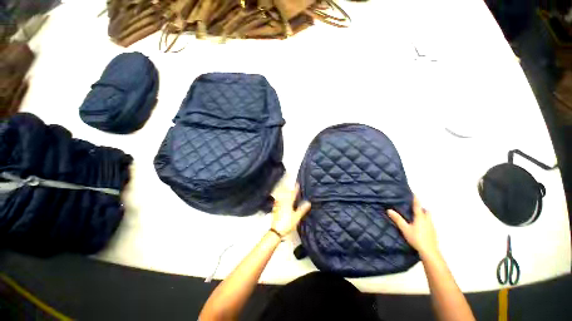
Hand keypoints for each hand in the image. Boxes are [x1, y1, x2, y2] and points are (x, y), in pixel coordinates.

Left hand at [271, 184, 310, 236]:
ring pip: (282, 197)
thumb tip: (308, 202)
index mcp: (288, 203)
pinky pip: (279, 201)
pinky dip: (281, 199)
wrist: (276, 231)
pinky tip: (282, 201)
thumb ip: (302, 209)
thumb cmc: (287, 223)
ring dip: (286, 194)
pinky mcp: (275, 209)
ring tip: (289, 193)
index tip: (298, 183)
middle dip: (290, 190)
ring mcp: (278, 205)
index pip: (293, 194)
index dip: (296, 189)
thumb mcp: (296, 217)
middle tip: (294, 189)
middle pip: (287, 194)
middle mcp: (282, 202)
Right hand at [387, 196, 438, 258]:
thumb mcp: (405, 229)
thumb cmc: (416, 238)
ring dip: (424, 215)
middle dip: (422, 208)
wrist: (429, 252)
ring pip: (429, 217)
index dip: (415, 199)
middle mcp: (427, 220)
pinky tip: (420, 227)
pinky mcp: (433, 233)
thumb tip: (389, 210)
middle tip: (414, 208)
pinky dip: (425, 222)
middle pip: (427, 211)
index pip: (417, 206)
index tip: (413, 193)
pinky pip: (429, 224)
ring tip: (416, 218)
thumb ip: (398, 219)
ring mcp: (432, 227)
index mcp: (420, 217)